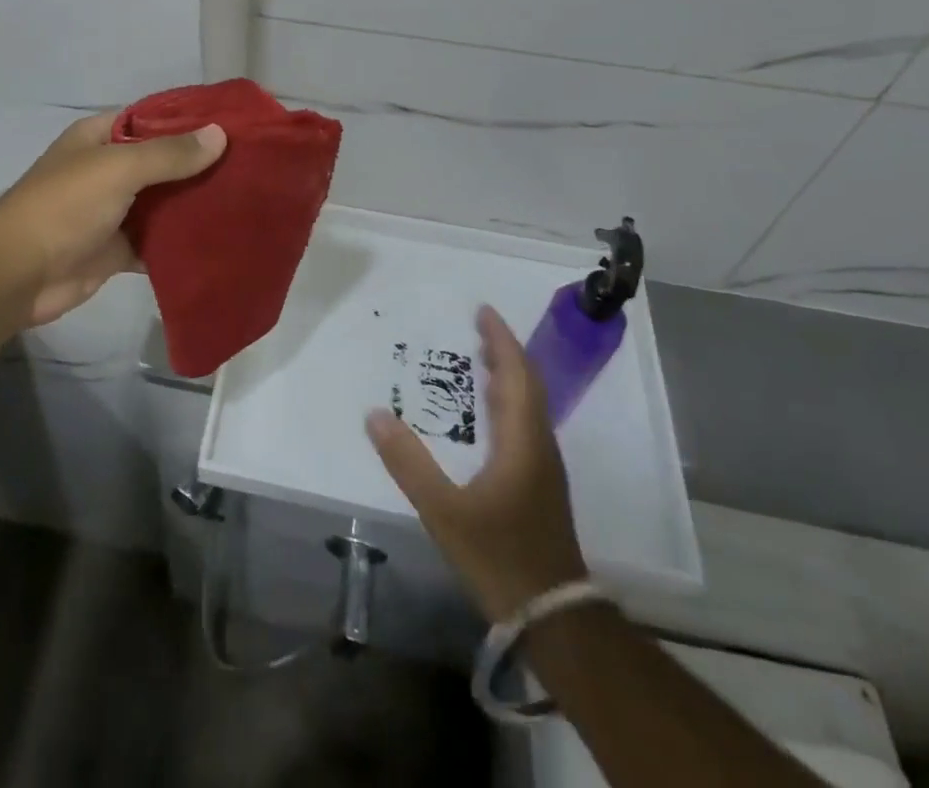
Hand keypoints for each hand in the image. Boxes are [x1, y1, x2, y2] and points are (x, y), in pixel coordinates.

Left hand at [0, 111, 226, 329]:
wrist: (18, 274)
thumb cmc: (64, 206)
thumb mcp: (117, 168)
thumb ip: (169, 154)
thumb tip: (219, 134)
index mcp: (100, 137)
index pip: (152, 119)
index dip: (190, 121)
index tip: (234, 127)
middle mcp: (108, 169)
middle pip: (162, 162)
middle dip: (200, 166)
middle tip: (251, 168)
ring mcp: (113, 211)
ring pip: (162, 203)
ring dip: (194, 205)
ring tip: (245, 202)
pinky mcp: (117, 249)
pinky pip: (156, 241)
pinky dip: (180, 243)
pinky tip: (218, 241)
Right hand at [367, 304, 587, 622]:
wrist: (553, 617)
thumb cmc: (499, 556)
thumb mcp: (444, 511)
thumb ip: (408, 462)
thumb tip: (374, 414)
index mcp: (523, 441)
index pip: (517, 375)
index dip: (502, 341)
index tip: (483, 311)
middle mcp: (539, 445)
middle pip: (528, 385)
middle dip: (505, 352)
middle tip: (477, 327)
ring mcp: (544, 467)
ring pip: (530, 405)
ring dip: (508, 375)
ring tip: (480, 358)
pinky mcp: (540, 485)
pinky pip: (525, 424)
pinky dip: (507, 401)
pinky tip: (487, 413)